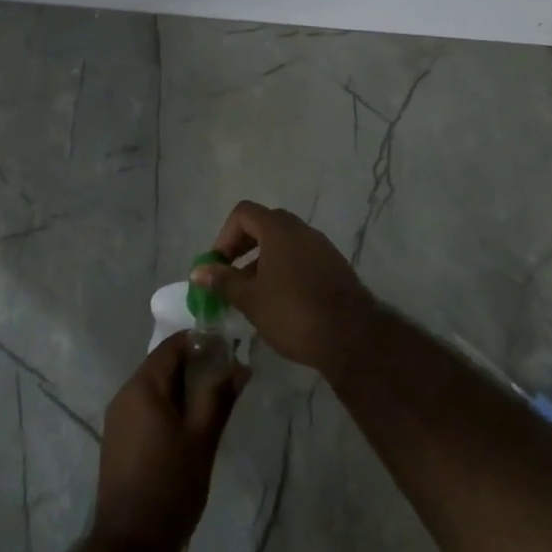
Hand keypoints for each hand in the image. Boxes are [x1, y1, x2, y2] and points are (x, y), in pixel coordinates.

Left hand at [93, 332, 248, 551]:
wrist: (131, 545)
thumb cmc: (170, 486)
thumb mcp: (202, 439)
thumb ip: (219, 397)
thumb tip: (239, 365)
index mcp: (142, 386)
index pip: (172, 346)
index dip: (201, 343)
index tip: (229, 350)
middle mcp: (124, 394)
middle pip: (162, 365)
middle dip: (195, 367)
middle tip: (227, 379)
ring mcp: (118, 418)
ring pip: (155, 388)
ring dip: (183, 388)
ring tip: (214, 402)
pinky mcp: (118, 440)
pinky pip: (146, 408)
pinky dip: (168, 407)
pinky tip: (190, 426)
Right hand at [195, 200, 379, 376]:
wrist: (352, 337)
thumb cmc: (293, 312)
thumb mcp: (250, 299)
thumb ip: (223, 281)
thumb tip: (198, 271)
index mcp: (278, 228)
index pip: (243, 213)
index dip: (225, 236)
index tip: (218, 265)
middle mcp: (301, 229)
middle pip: (264, 225)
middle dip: (242, 248)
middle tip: (231, 278)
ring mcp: (322, 247)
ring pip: (284, 243)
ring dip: (263, 262)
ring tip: (253, 296)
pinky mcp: (335, 266)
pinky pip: (301, 258)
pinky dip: (285, 270)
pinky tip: (281, 302)